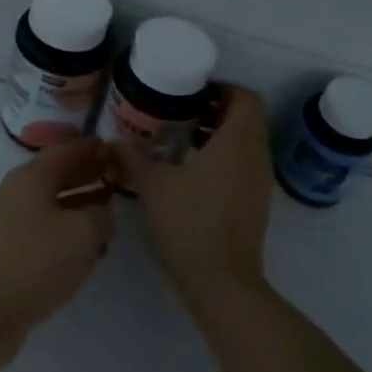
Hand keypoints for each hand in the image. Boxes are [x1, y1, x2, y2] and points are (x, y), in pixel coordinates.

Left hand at [0, 138, 114, 366]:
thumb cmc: (37, 263)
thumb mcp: (82, 234)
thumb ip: (100, 214)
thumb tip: (101, 208)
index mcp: (31, 176)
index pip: (67, 150)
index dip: (93, 149)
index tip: (117, 151)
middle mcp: (15, 190)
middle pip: (56, 174)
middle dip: (86, 175)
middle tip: (116, 179)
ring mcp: (6, 219)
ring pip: (50, 202)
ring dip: (78, 204)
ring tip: (107, 214)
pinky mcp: (4, 247)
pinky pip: (41, 225)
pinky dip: (64, 227)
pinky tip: (83, 246)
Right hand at [119, 85, 272, 317]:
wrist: (221, 283)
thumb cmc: (190, 223)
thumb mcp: (153, 186)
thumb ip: (132, 158)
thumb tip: (112, 142)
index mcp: (237, 142)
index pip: (246, 98)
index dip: (222, 88)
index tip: (191, 93)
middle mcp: (256, 156)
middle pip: (248, 118)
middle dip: (217, 109)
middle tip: (180, 112)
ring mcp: (260, 182)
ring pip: (247, 142)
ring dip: (220, 134)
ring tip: (180, 140)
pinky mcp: (256, 203)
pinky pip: (245, 164)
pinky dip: (224, 157)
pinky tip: (190, 172)